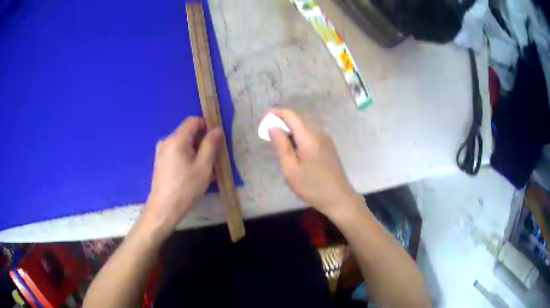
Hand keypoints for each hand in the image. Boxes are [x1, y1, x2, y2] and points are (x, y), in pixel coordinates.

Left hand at [139, 117, 222, 235]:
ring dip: (196, 152)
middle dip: (202, 142)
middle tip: (213, 159)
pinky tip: (193, 174)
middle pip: (188, 133)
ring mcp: (161, 151)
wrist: (164, 208)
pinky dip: (187, 158)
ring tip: (205, 170)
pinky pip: (176, 153)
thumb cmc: (186, 187)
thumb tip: (217, 130)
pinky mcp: (160, 161)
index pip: (193, 121)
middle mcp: (166, 141)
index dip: (207, 126)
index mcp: (176, 139)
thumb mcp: (203, 166)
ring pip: (183, 144)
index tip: (216, 140)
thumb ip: (211, 145)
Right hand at [268, 108, 359, 216]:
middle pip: (298, 120)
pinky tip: (294, 149)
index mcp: (309, 136)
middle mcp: (319, 132)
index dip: (276, 113)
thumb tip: (272, 127)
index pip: (291, 115)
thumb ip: (281, 145)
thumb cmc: (312, 186)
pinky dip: (299, 136)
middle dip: (282, 122)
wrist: (339, 198)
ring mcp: (326, 139)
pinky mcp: (328, 147)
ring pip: (305, 127)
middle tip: (268, 133)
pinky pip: (311, 135)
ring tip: (279, 142)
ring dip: (291, 130)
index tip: (263, 117)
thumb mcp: (291, 168)